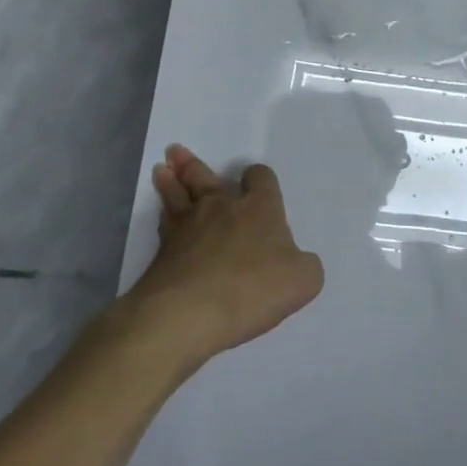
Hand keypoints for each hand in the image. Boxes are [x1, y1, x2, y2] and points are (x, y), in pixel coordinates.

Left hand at [122, 145, 322, 365]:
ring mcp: (188, 227)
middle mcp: (222, 208)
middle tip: (178, 152)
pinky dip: (163, 214)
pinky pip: (164, 223)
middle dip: (195, 165)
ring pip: (178, 194)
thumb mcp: (304, 280)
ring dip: (171, 180)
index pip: (260, 178)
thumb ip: (304, 264)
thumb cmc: (254, 289)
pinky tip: (161, 213)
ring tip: (162, 169)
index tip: (255, 180)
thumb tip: (295, 261)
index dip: (259, 178)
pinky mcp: (163, 251)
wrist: (189, 313)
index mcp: (260, 208)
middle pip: (206, 177)